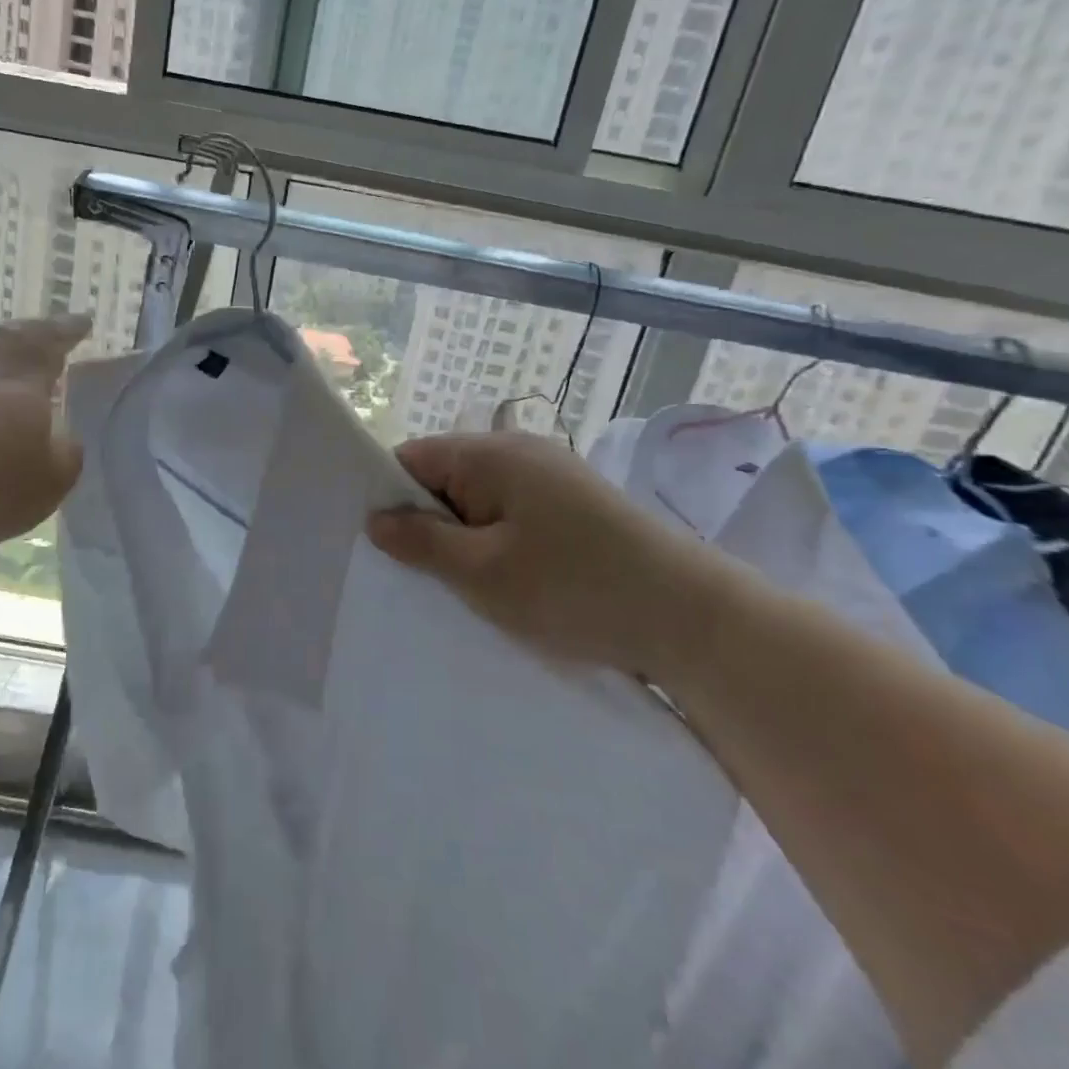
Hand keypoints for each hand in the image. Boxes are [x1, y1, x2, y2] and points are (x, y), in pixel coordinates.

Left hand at [0, 313, 90, 548]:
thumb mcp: (53, 477)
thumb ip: (65, 451)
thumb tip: (60, 436)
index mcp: (20, 379)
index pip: (48, 343)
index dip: (67, 332)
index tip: (83, 321)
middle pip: (3, 341)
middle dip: (27, 335)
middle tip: (42, 334)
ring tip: (10, 381)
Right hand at [366, 432, 749, 680]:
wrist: (691, 618)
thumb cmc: (573, 589)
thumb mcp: (482, 572)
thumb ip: (421, 541)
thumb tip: (376, 519)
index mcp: (490, 453)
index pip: (411, 459)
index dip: (389, 498)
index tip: (380, 546)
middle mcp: (519, 450)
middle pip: (445, 477)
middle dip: (428, 523)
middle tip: (422, 577)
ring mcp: (552, 474)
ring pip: (479, 499)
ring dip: (465, 538)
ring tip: (465, 585)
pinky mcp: (576, 502)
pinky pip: (513, 512)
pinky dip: (499, 541)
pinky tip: (509, 580)